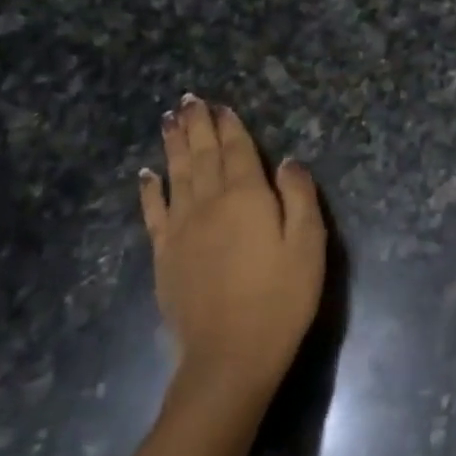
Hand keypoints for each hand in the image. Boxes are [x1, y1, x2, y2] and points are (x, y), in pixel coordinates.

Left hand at [138, 95, 324, 401]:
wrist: (229, 355)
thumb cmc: (281, 298)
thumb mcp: (308, 245)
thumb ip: (299, 197)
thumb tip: (288, 161)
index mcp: (247, 197)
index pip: (237, 150)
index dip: (230, 126)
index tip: (220, 105)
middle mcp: (208, 203)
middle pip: (202, 155)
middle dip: (197, 125)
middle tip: (188, 100)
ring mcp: (180, 229)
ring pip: (176, 175)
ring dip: (173, 145)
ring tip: (169, 120)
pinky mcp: (164, 255)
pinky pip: (153, 212)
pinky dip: (149, 189)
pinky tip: (147, 174)